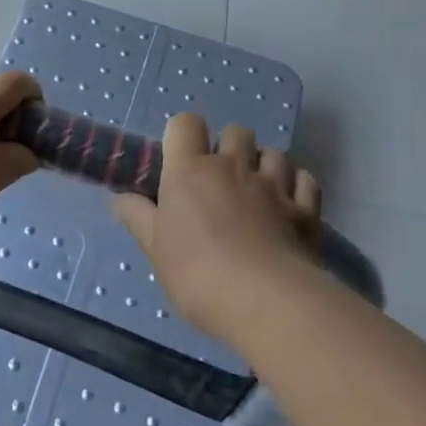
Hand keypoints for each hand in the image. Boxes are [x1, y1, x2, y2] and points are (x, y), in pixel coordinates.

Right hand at [110, 113, 323, 348]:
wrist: (267, 302)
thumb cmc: (198, 274)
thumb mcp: (156, 251)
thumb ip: (138, 219)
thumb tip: (120, 198)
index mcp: (190, 171)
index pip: (186, 123)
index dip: (184, 134)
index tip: (181, 160)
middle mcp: (233, 166)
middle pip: (235, 131)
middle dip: (229, 147)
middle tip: (221, 180)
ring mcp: (274, 185)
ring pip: (273, 152)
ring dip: (265, 165)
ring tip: (258, 192)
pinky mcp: (306, 209)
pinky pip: (305, 179)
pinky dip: (297, 186)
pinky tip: (289, 205)